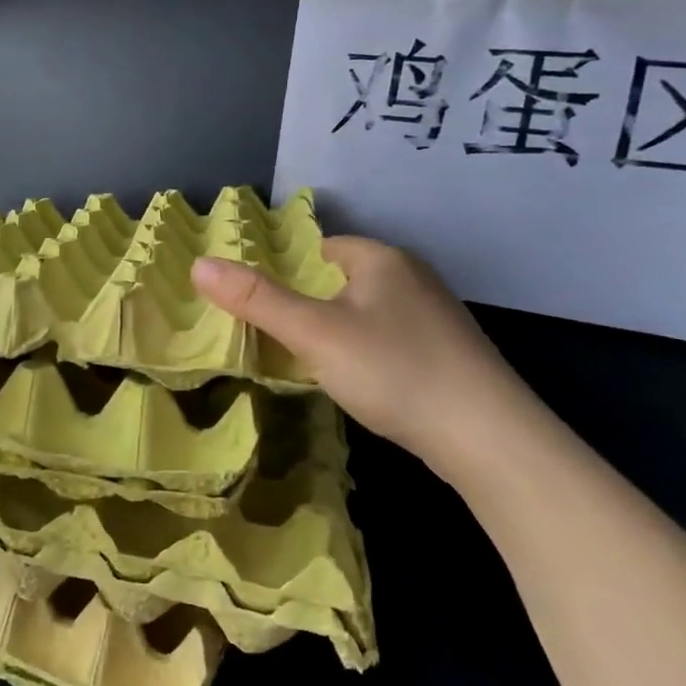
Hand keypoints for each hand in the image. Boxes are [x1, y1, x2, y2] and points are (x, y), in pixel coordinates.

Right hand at [192, 236, 522, 462]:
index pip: (317, 248)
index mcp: (381, 258)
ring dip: (334, 330)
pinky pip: (386, 337)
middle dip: (305, 304)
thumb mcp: (315, 334)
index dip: (283, 272)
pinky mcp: (445, 351)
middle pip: (338, 279)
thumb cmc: (393, 370)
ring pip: (363, 311)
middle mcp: (411, 276)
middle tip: (275, 338)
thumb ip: (257, 299)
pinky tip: (357, 380)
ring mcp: (433, 315)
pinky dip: (363, 351)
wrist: (488, 437)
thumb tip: (198, 264)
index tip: (257, 306)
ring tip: (308, 362)